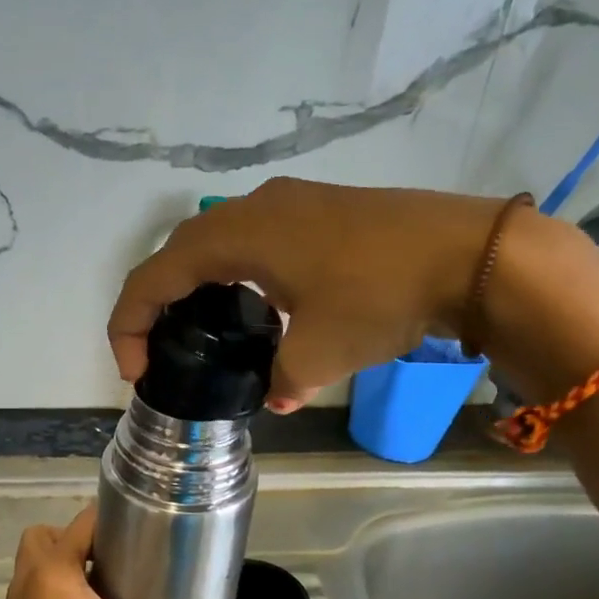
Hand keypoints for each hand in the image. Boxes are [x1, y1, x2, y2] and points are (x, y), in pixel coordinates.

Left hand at [0, 507, 249, 598]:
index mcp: (52, 572)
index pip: (80, 522)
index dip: (112, 519)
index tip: (144, 532)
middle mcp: (26, 585)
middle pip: (44, 539)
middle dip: (78, 543)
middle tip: (119, 563)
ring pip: (36, 572)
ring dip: (66, 573)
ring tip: (110, 594)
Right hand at [107, 178, 506, 411]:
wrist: (470, 253)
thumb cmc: (380, 296)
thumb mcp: (320, 354)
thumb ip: (281, 380)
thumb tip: (277, 395)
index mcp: (235, 236)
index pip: (153, 277)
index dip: (129, 324)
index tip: (135, 371)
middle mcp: (251, 209)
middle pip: (177, 253)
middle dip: (155, 303)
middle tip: (158, 351)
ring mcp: (287, 203)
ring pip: (215, 241)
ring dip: (196, 284)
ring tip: (201, 330)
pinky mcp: (316, 209)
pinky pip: (251, 238)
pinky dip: (233, 272)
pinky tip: (256, 304)